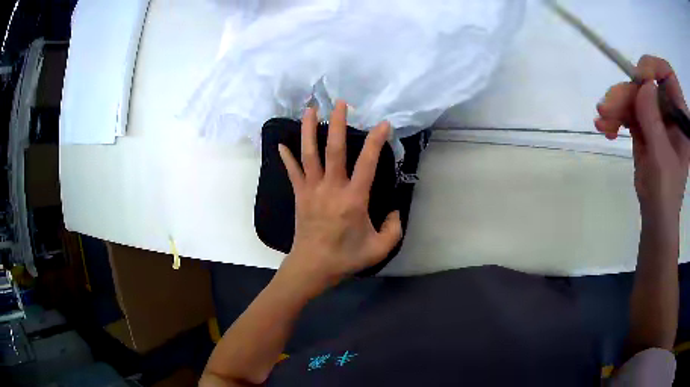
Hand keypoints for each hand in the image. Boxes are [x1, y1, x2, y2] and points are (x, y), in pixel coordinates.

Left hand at [276, 101, 401, 291]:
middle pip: (333, 149)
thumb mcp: (379, 249)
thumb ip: (394, 228)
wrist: (312, 267)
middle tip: (340, 103)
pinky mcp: (299, 196)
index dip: (376, 141)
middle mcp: (331, 188)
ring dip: (308, 130)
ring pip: (309, 154)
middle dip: (337, 123)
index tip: (383, 124)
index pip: (367, 162)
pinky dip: (286, 158)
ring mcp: (312, 190)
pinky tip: (280, 144)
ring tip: (310, 109)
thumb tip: (395, 210)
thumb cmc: (345, 258)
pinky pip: (292, 173)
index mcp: (353, 199)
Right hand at [595, 55, 689, 223]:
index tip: (640, 78)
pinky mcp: (644, 124)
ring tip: (602, 122)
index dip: (655, 68)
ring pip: (634, 95)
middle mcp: (669, 110)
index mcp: (680, 117)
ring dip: (616, 105)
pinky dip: (615, 116)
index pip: (669, 75)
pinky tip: (606, 129)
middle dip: (627, 93)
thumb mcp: (662, 159)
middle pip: (647, 83)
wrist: (655, 216)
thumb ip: (654, 121)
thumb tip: (645, 83)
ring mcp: (657, 116)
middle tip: (607, 107)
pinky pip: (628, 109)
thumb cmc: (665, 194)